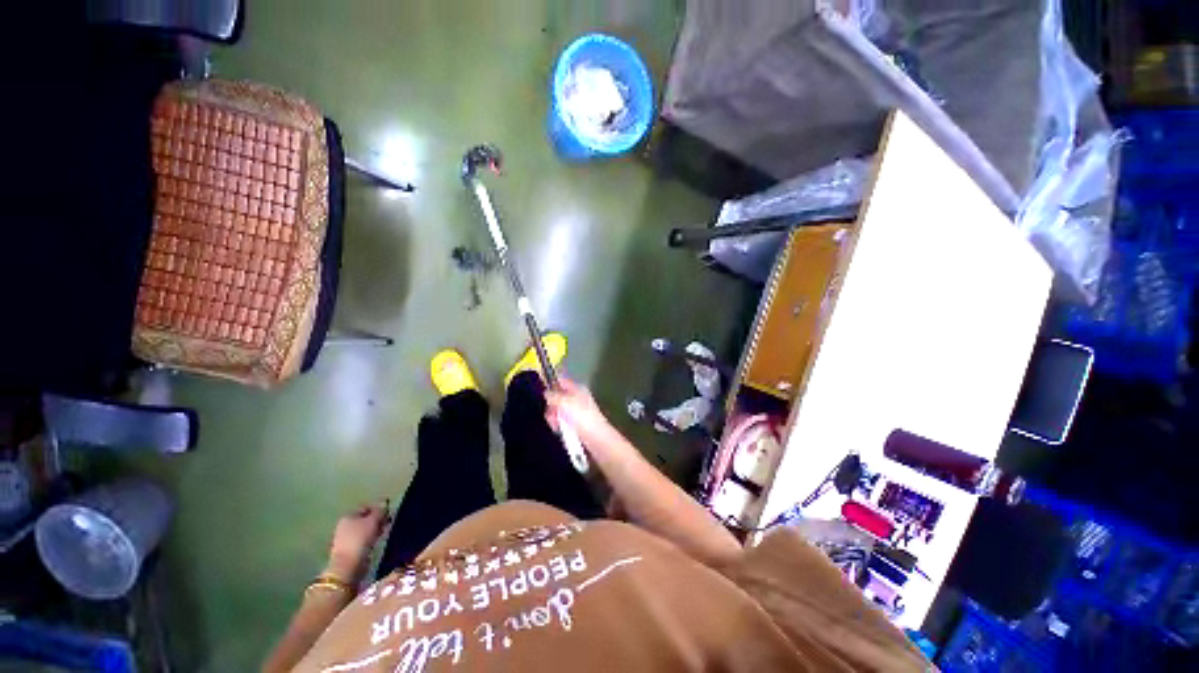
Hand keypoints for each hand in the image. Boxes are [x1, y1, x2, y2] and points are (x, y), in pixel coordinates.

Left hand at [326, 501, 390, 581]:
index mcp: (348, 516)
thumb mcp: (373, 521)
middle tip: (388, 522)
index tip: (389, 513)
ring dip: (376, 530)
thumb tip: (385, 505)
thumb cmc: (360, 539)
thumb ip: (380, 511)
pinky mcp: (351, 550)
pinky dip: (372, 539)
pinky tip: (377, 541)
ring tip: (384, 532)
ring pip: (366, 530)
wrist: (348, 566)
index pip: (366, 507)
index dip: (378, 509)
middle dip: (378, 520)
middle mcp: (345, 526)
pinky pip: (365, 540)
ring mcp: (347, 539)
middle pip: (365, 519)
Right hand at [545, 379, 615, 448]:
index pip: (561, 381)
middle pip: (557, 397)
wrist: (596, 438)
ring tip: (556, 425)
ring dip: (554, 417)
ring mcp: (576, 412)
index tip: (540, 392)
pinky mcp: (576, 425)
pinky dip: (558, 425)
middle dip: (551, 405)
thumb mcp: (564, 402)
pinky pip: (562, 422)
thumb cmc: (581, 416)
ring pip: (558, 411)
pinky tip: (559, 430)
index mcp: (577, 389)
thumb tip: (546, 393)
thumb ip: (553, 396)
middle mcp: (577, 398)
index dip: (550, 383)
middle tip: (552, 413)